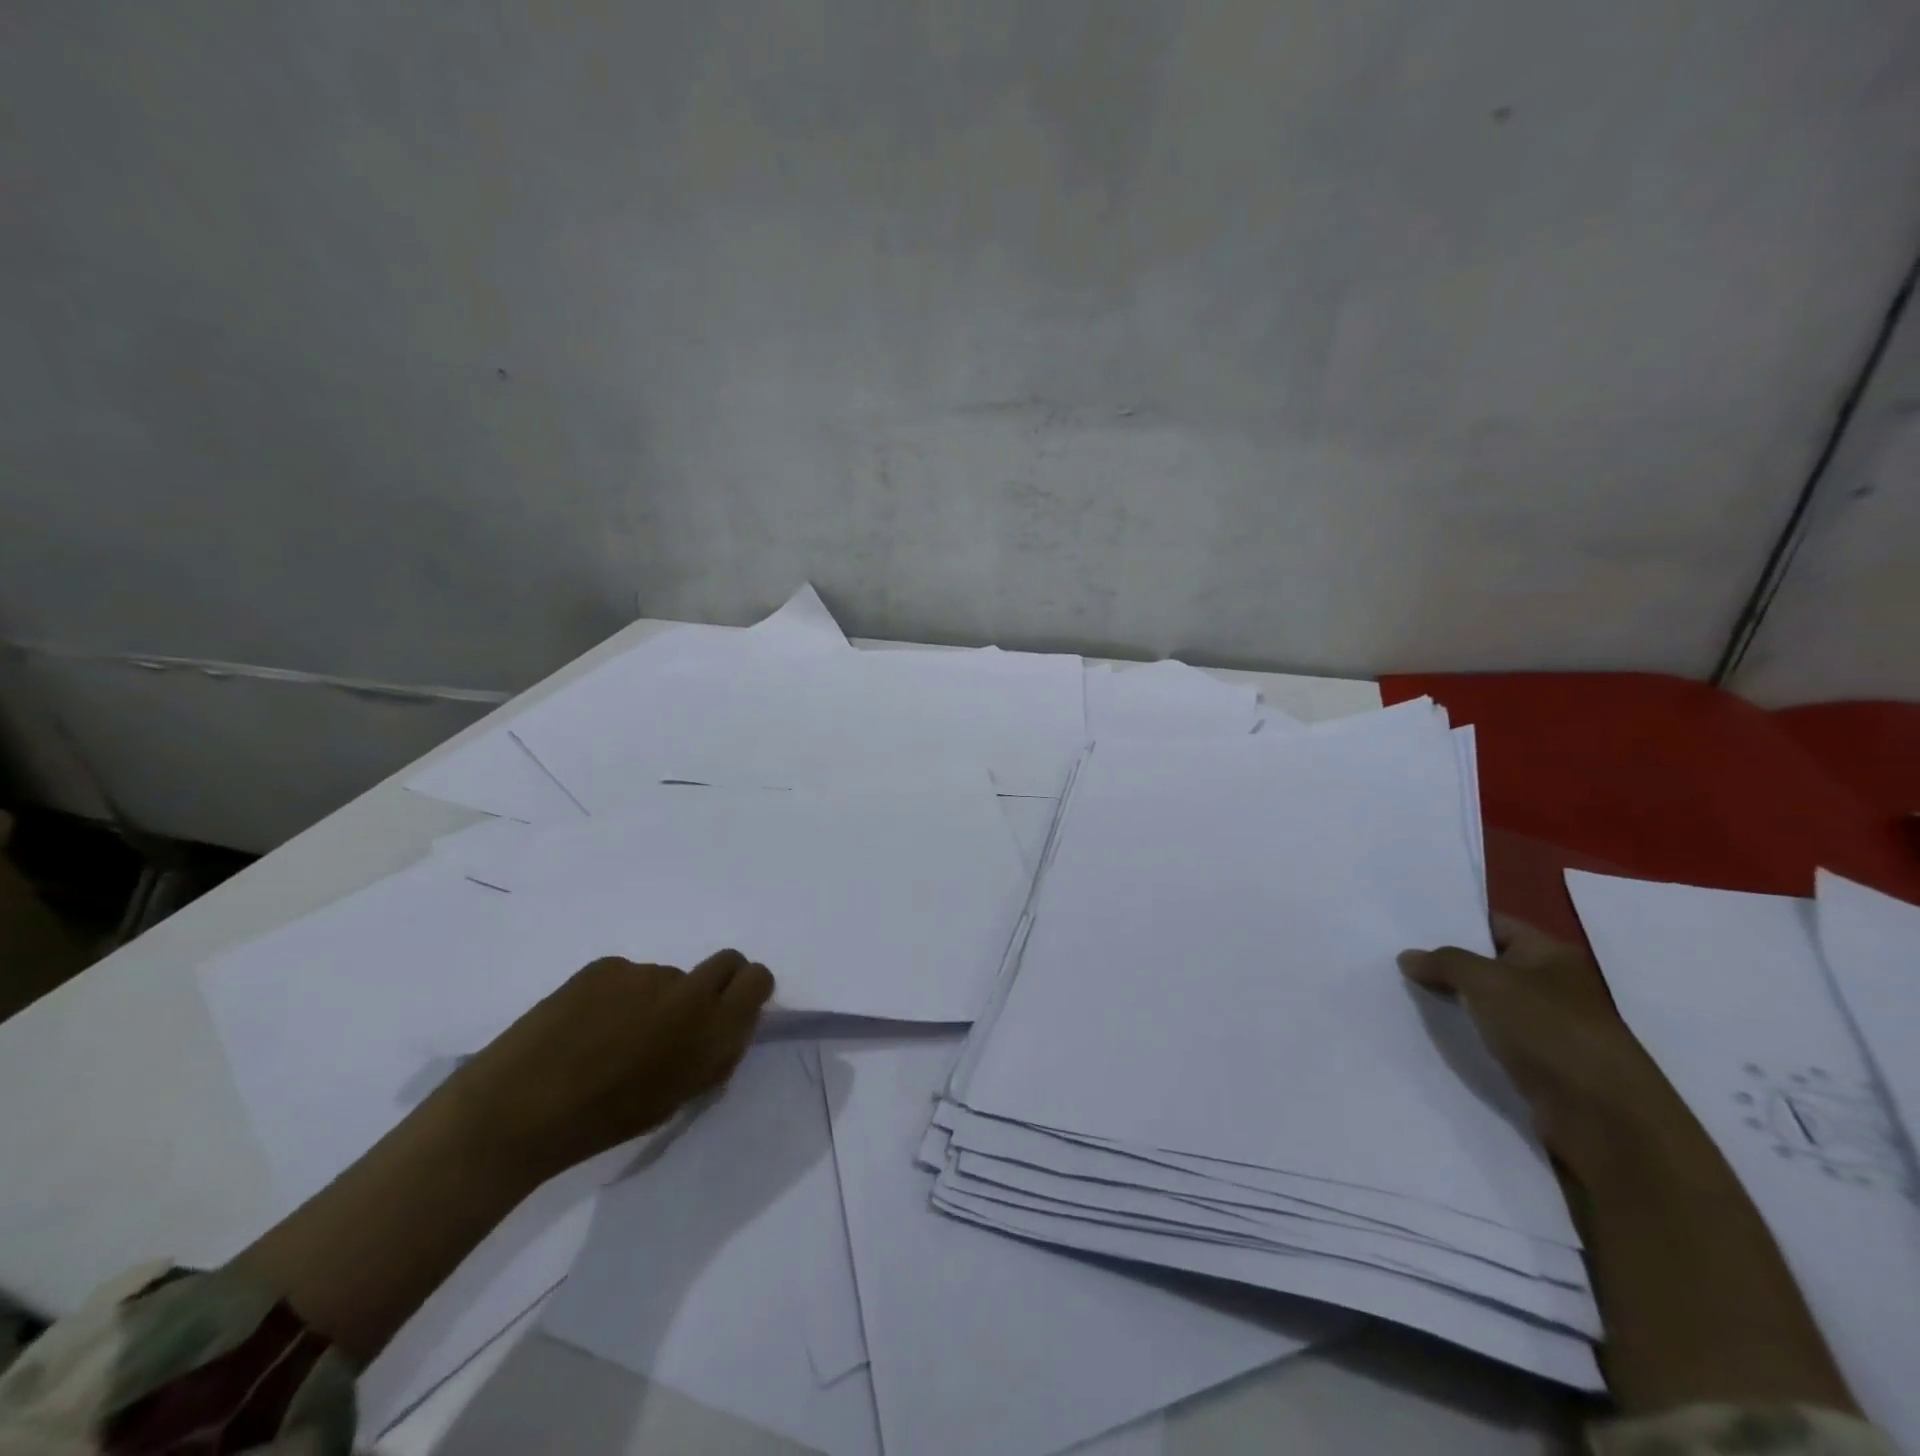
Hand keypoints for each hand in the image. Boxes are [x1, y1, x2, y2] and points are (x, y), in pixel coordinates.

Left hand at [447, 948, 774, 1182]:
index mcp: (712, 1031)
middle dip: (715, 982)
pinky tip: (584, 1025)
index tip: (730, 1009)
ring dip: (654, 998)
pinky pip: (627, 975)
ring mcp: (646, 973)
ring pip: (668, 976)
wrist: (518, 1111)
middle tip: (679, 1016)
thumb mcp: (676, 1097)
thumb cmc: (603, 1122)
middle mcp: (690, 991)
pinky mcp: (607, 965)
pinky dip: (616, 996)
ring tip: (611, 1035)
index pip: (757, 979)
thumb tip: (725, 1028)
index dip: (748, 990)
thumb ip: (711, 1056)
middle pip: (727, 961)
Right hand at [1398, 917, 1677, 1174]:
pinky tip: (1429, 1031)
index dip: (1455, 921)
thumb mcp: (1488, 982)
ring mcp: (1547, 1026)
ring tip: (1402, 991)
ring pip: (1486, 1003)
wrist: (1602, 1116)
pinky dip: (1465, 1034)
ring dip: (1452, 1001)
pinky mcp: (1538, 1063)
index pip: (1495, 924)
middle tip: (1395, 957)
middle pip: (1488, 964)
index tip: (1408, 923)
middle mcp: (1552, 985)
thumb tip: (1408, 956)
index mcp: (1552, 954)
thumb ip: (1445, 963)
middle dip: (1446, 964)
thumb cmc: (1549, 1030)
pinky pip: (1491, 1037)